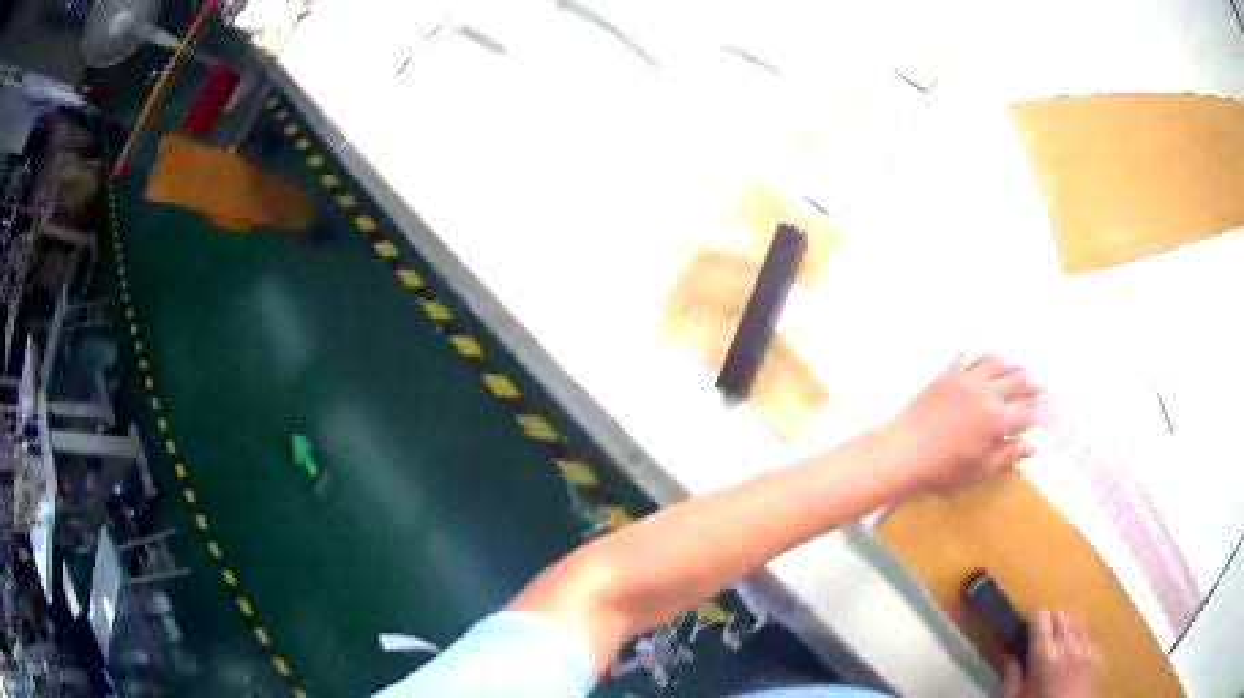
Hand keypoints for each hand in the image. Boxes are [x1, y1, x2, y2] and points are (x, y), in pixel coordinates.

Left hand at [883, 353, 1039, 494]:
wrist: (905, 449)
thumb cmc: (943, 469)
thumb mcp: (979, 470)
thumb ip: (1007, 456)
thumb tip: (1033, 447)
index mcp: (997, 421)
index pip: (1026, 413)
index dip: (1037, 414)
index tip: (1044, 414)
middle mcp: (988, 394)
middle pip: (1017, 381)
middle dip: (1031, 384)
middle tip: (1039, 385)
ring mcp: (968, 379)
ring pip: (997, 363)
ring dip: (1011, 364)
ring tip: (1019, 367)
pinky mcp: (949, 373)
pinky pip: (971, 355)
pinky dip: (983, 354)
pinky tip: (988, 356)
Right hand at [1001, 610, 1100, 697]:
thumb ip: (1010, 677)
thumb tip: (1010, 656)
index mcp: (1045, 656)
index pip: (1041, 618)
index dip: (1033, 619)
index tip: (1026, 628)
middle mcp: (1069, 645)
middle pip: (1062, 614)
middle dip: (1050, 620)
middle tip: (1040, 635)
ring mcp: (1087, 649)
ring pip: (1078, 621)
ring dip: (1066, 627)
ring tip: (1058, 643)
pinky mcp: (1097, 656)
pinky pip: (1088, 638)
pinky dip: (1078, 641)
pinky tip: (1071, 658)